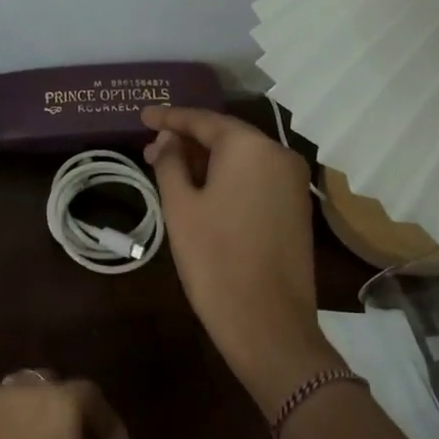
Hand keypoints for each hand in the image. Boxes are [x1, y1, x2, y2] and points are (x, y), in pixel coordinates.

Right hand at [141, 106, 340, 414]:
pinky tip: (201, 189)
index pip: (203, 120)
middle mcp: (279, 154)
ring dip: (206, 161)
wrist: (268, 323)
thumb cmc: (214, 259)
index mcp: (250, 147)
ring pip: (242, 158)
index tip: (142, 115)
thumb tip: (168, 139)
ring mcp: (292, 182)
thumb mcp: (181, 207)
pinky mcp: (296, 207)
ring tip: (169, 170)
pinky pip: (256, 178)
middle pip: (226, 136)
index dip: (169, 117)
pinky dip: (227, 177)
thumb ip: (170, 163)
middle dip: (187, 141)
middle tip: (150, 149)